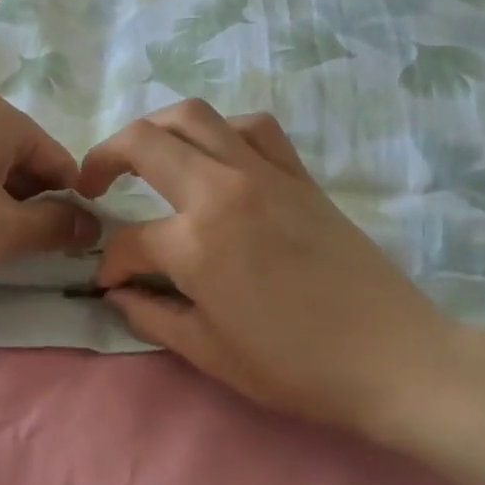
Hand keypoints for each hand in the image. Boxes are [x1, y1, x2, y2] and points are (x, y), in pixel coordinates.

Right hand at [78, 100, 479, 453]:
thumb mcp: (209, 352)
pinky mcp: (300, 176)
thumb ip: (152, 315)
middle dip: (104, 158)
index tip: (108, 283)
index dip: (110, 264)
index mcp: (196, 242)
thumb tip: (118, 292)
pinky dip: (223, 131)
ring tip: (145, 157)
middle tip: (92, 184)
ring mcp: (265, 174)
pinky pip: (254, 128)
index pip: (130, 240)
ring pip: (196, 117)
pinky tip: (217, 157)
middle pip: (145, 143)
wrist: (392, 357)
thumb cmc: (295, 366)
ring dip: (157, 129)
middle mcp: (223, 191)